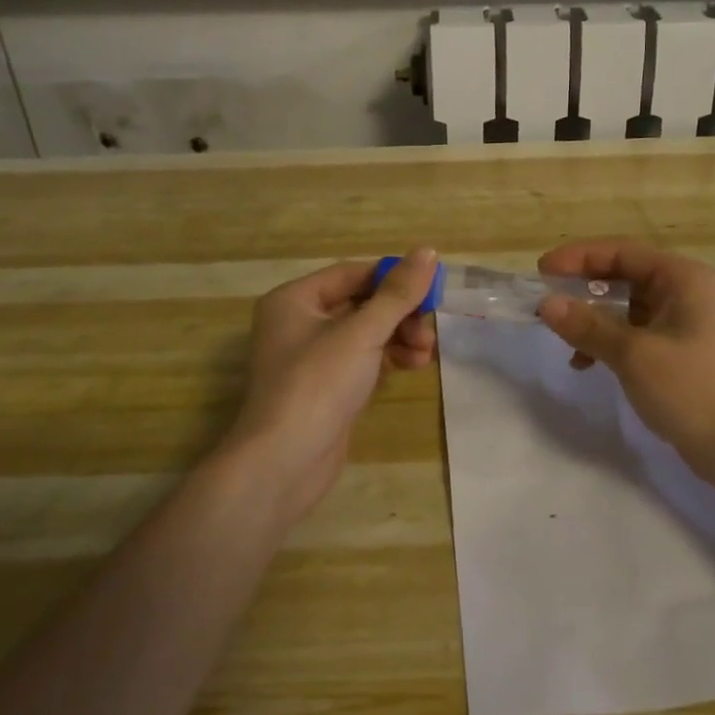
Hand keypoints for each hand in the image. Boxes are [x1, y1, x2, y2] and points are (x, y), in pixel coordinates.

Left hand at [218, 249, 439, 523]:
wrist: (283, 463)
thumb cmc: (318, 385)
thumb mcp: (362, 333)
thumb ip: (398, 293)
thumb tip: (429, 251)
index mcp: (295, 299)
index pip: (353, 273)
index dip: (393, 279)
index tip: (431, 291)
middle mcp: (298, 323)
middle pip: (360, 303)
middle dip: (399, 314)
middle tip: (429, 330)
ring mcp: (311, 358)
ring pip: (364, 333)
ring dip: (399, 337)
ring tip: (426, 354)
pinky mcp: (325, 388)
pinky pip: (362, 360)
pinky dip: (388, 359)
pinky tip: (413, 366)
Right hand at [537, 240, 714, 493]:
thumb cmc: (694, 390)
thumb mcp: (634, 355)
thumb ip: (588, 326)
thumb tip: (547, 304)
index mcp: (682, 278)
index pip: (622, 253)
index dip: (578, 258)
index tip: (541, 272)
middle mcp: (686, 292)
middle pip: (625, 277)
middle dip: (584, 290)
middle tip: (547, 304)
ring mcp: (687, 323)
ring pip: (628, 308)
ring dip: (595, 321)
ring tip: (567, 344)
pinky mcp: (684, 353)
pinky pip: (637, 334)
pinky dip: (611, 343)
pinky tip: (590, 364)